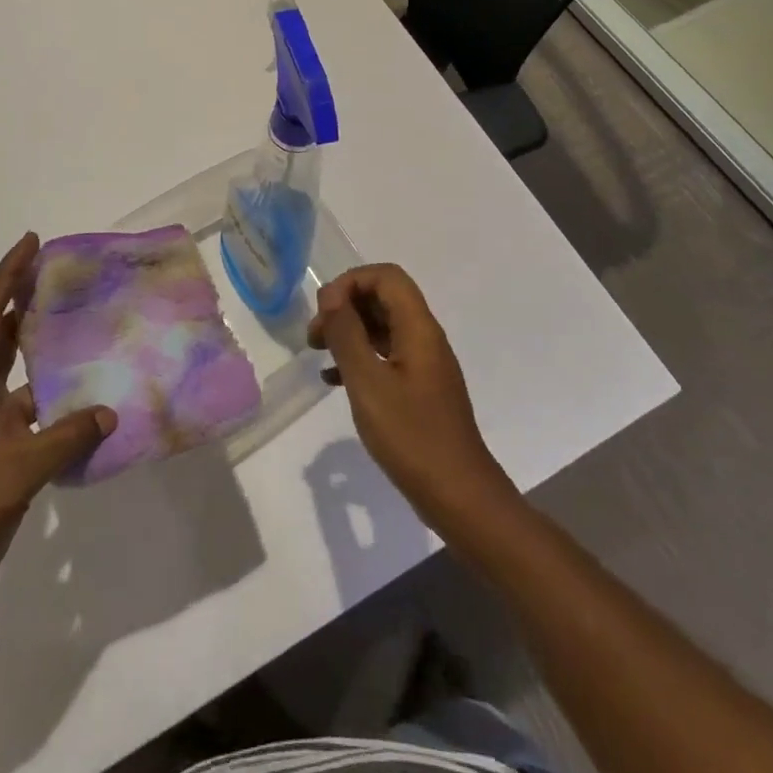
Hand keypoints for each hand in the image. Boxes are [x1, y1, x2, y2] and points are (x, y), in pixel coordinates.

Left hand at [0, 233, 115, 626]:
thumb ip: (62, 440)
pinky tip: (89, 403)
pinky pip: (33, 418)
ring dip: (43, 351)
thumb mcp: (9, 474)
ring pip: (18, 376)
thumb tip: (108, 411)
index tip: (31, 243)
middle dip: (24, 300)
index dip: (6, 278)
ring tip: (83, 326)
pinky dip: (58, 405)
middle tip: (63, 273)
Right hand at [308, 264, 514, 528]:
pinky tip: (333, 380)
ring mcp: (424, 365)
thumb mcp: (368, 382)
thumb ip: (347, 333)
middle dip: (346, 307)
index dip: (351, 282)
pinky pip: (386, 357)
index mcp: (418, 328)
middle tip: (314, 334)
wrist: (458, 495)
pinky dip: (359, 359)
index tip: (323, 309)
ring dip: (349, 332)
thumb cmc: (411, 436)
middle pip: (384, 299)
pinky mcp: (420, 390)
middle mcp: (424, 338)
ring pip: (383, 328)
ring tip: (317, 352)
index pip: (386, 277)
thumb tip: (330, 294)